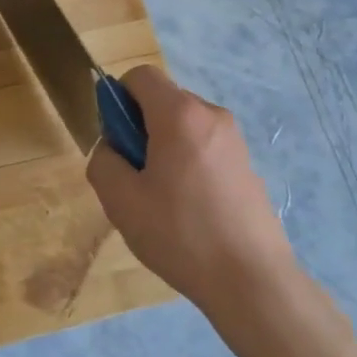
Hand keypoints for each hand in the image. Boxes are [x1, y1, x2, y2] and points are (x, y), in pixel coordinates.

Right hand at [86, 66, 294, 321]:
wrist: (252, 279)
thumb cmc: (180, 234)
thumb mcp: (121, 200)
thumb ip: (104, 161)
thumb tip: (112, 148)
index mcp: (180, 115)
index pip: (140, 76)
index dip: (117, 98)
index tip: (115, 140)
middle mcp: (212, 116)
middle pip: (163, 101)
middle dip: (140, 128)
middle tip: (133, 177)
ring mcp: (235, 140)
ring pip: (184, 127)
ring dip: (163, 148)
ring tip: (160, 199)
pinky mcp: (247, 165)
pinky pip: (204, 148)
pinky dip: (187, 163)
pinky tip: (188, 210)